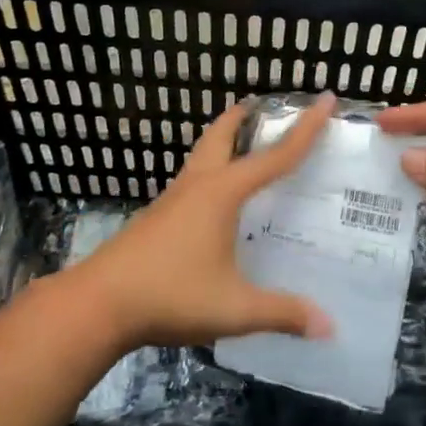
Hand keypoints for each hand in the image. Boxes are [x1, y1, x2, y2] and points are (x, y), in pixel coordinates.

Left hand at [62, 95, 337, 351]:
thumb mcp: (233, 308)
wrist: (97, 304)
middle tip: (263, 107)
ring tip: (243, 146)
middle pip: (222, 135)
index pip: (275, 156)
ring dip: (223, 142)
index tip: (325, 99)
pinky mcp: (156, 217)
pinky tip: (215, 202)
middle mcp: (198, 186)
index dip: (305, 129)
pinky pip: (192, 180)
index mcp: (222, 193)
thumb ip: (281, 313)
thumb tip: (329, 327)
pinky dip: (210, 172)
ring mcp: (172, 200)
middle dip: (244, 117)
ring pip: (202, 156)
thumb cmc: (170, 295)